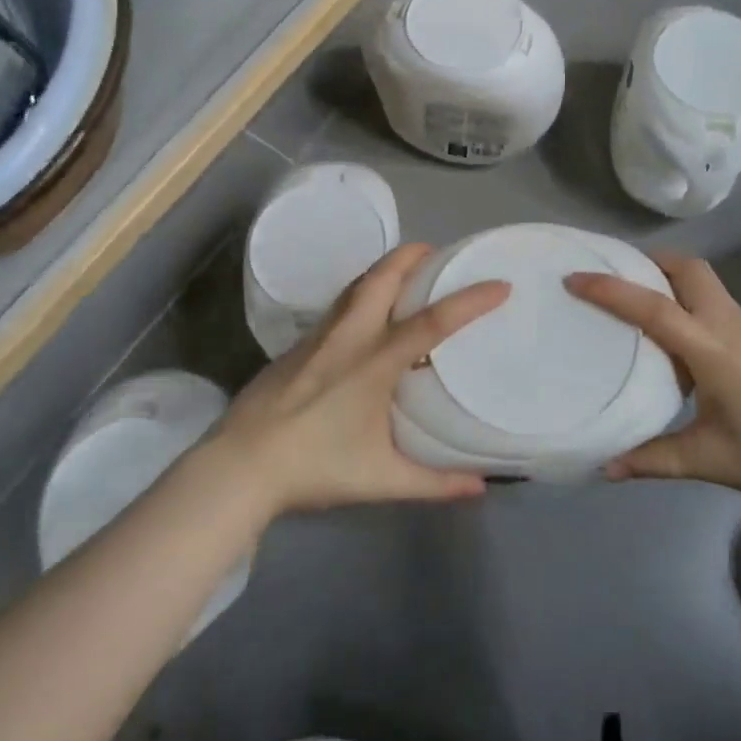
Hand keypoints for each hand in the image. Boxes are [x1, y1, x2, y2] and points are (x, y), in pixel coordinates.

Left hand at [214, 243, 508, 517]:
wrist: (240, 465)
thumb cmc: (314, 467)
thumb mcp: (381, 479)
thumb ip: (434, 482)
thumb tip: (480, 487)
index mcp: (374, 362)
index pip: (432, 321)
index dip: (469, 300)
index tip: (500, 285)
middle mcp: (348, 336)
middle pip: (382, 277)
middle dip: (412, 255)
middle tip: (437, 253)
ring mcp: (318, 336)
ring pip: (355, 286)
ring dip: (383, 270)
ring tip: (405, 273)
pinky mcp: (296, 345)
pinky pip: (337, 305)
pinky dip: (360, 294)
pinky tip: (364, 317)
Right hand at [565, 253, 740, 510]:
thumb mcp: (711, 461)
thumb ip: (654, 459)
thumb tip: (603, 467)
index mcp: (713, 350)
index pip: (655, 307)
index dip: (611, 290)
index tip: (575, 278)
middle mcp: (728, 326)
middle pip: (688, 269)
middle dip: (649, 263)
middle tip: (614, 278)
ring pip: (704, 281)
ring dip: (668, 278)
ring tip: (634, 299)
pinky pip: (713, 302)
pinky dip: (685, 300)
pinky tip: (673, 337)